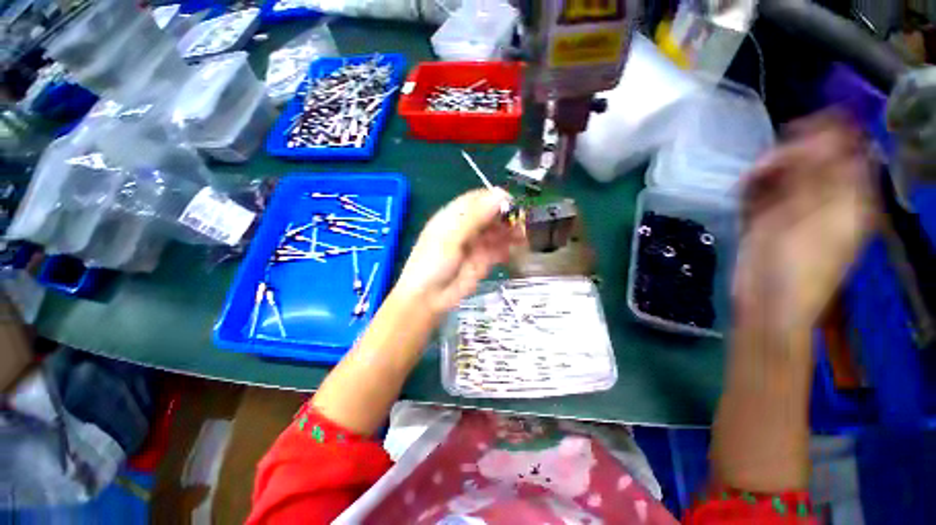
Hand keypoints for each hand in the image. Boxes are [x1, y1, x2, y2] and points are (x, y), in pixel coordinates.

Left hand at [395, 189, 525, 314]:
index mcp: (455, 216)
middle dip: (507, 217)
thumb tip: (500, 194)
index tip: (513, 204)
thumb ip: (475, 216)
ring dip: (511, 232)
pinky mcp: (484, 260)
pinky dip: (509, 248)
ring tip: (524, 237)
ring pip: (498, 232)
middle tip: (523, 222)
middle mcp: (467, 227)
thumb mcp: (451, 237)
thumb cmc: (433, 263)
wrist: (429, 298)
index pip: (478, 199)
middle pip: (491, 215)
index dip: (495, 199)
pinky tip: (516, 250)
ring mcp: (476, 244)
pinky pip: (499, 249)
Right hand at [734, 115, 876, 335]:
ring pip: (784, 176)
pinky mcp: (768, 221)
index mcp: (850, 199)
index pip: (849, 152)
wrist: (766, 302)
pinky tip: (744, 191)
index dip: (829, 133)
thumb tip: (823, 134)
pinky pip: (763, 194)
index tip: (797, 127)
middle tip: (766, 165)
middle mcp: (826, 200)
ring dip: (767, 172)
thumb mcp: (816, 217)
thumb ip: (821, 175)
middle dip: (789, 154)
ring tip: (750, 181)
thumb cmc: (798, 265)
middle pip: (814, 160)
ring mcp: (795, 212)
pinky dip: (753, 188)